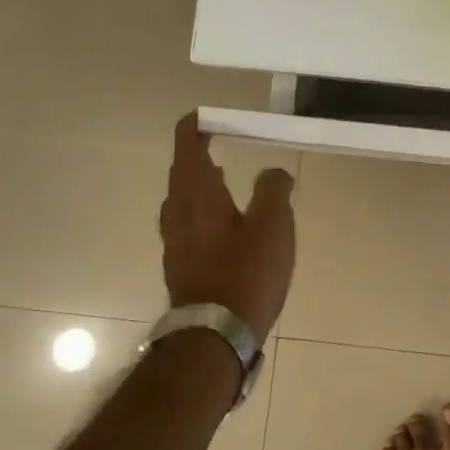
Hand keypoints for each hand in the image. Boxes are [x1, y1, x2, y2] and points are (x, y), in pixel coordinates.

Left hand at [160, 114, 296, 342]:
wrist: (216, 333)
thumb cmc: (246, 272)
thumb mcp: (272, 224)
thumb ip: (273, 190)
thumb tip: (273, 171)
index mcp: (197, 196)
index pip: (187, 148)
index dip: (194, 128)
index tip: (205, 116)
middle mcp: (178, 214)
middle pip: (181, 174)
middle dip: (196, 155)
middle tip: (217, 144)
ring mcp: (175, 242)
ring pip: (182, 201)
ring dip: (198, 184)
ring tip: (222, 179)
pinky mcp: (182, 265)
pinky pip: (187, 224)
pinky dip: (201, 210)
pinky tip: (223, 224)